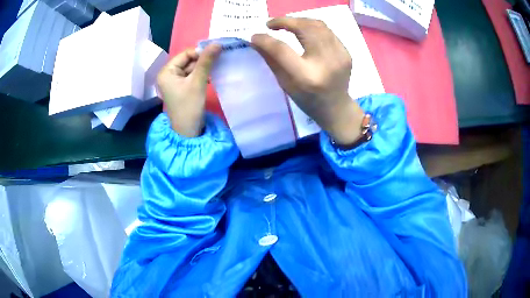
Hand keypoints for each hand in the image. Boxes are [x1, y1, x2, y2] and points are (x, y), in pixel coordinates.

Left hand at [157, 44, 220, 136]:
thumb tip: (217, 43)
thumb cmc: (189, 107)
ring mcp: (175, 82)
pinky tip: (212, 76)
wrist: (188, 132)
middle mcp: (168, 74)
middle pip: (188, 60)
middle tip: (220, 59)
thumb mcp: (198, 82)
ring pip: (192, 68)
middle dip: (203, 60)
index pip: (185, 54)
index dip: (200, 52)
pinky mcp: (181, 88)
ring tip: (218, 67)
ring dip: (204, 67)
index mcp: (167, 71)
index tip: (217, 53)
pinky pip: (192, 76)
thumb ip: (206, 61)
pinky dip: (202, 75)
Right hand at [252, 18, 364, 144]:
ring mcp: (340, 55)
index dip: (266, 40)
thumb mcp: (285, 84)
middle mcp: (325, 62)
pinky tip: (304, 32)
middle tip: (272, 23)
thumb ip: (271, 59)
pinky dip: (312, 27)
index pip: (282, 50)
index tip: (256, 35)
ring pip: (318, 25)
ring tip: (287, 25)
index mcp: (307, 77)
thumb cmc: (307, 99)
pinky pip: (327, 31)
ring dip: (299, 21)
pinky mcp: (346, 52)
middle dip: (285, 21)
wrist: (336, 108)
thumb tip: (257, 39)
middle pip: (304, 29)